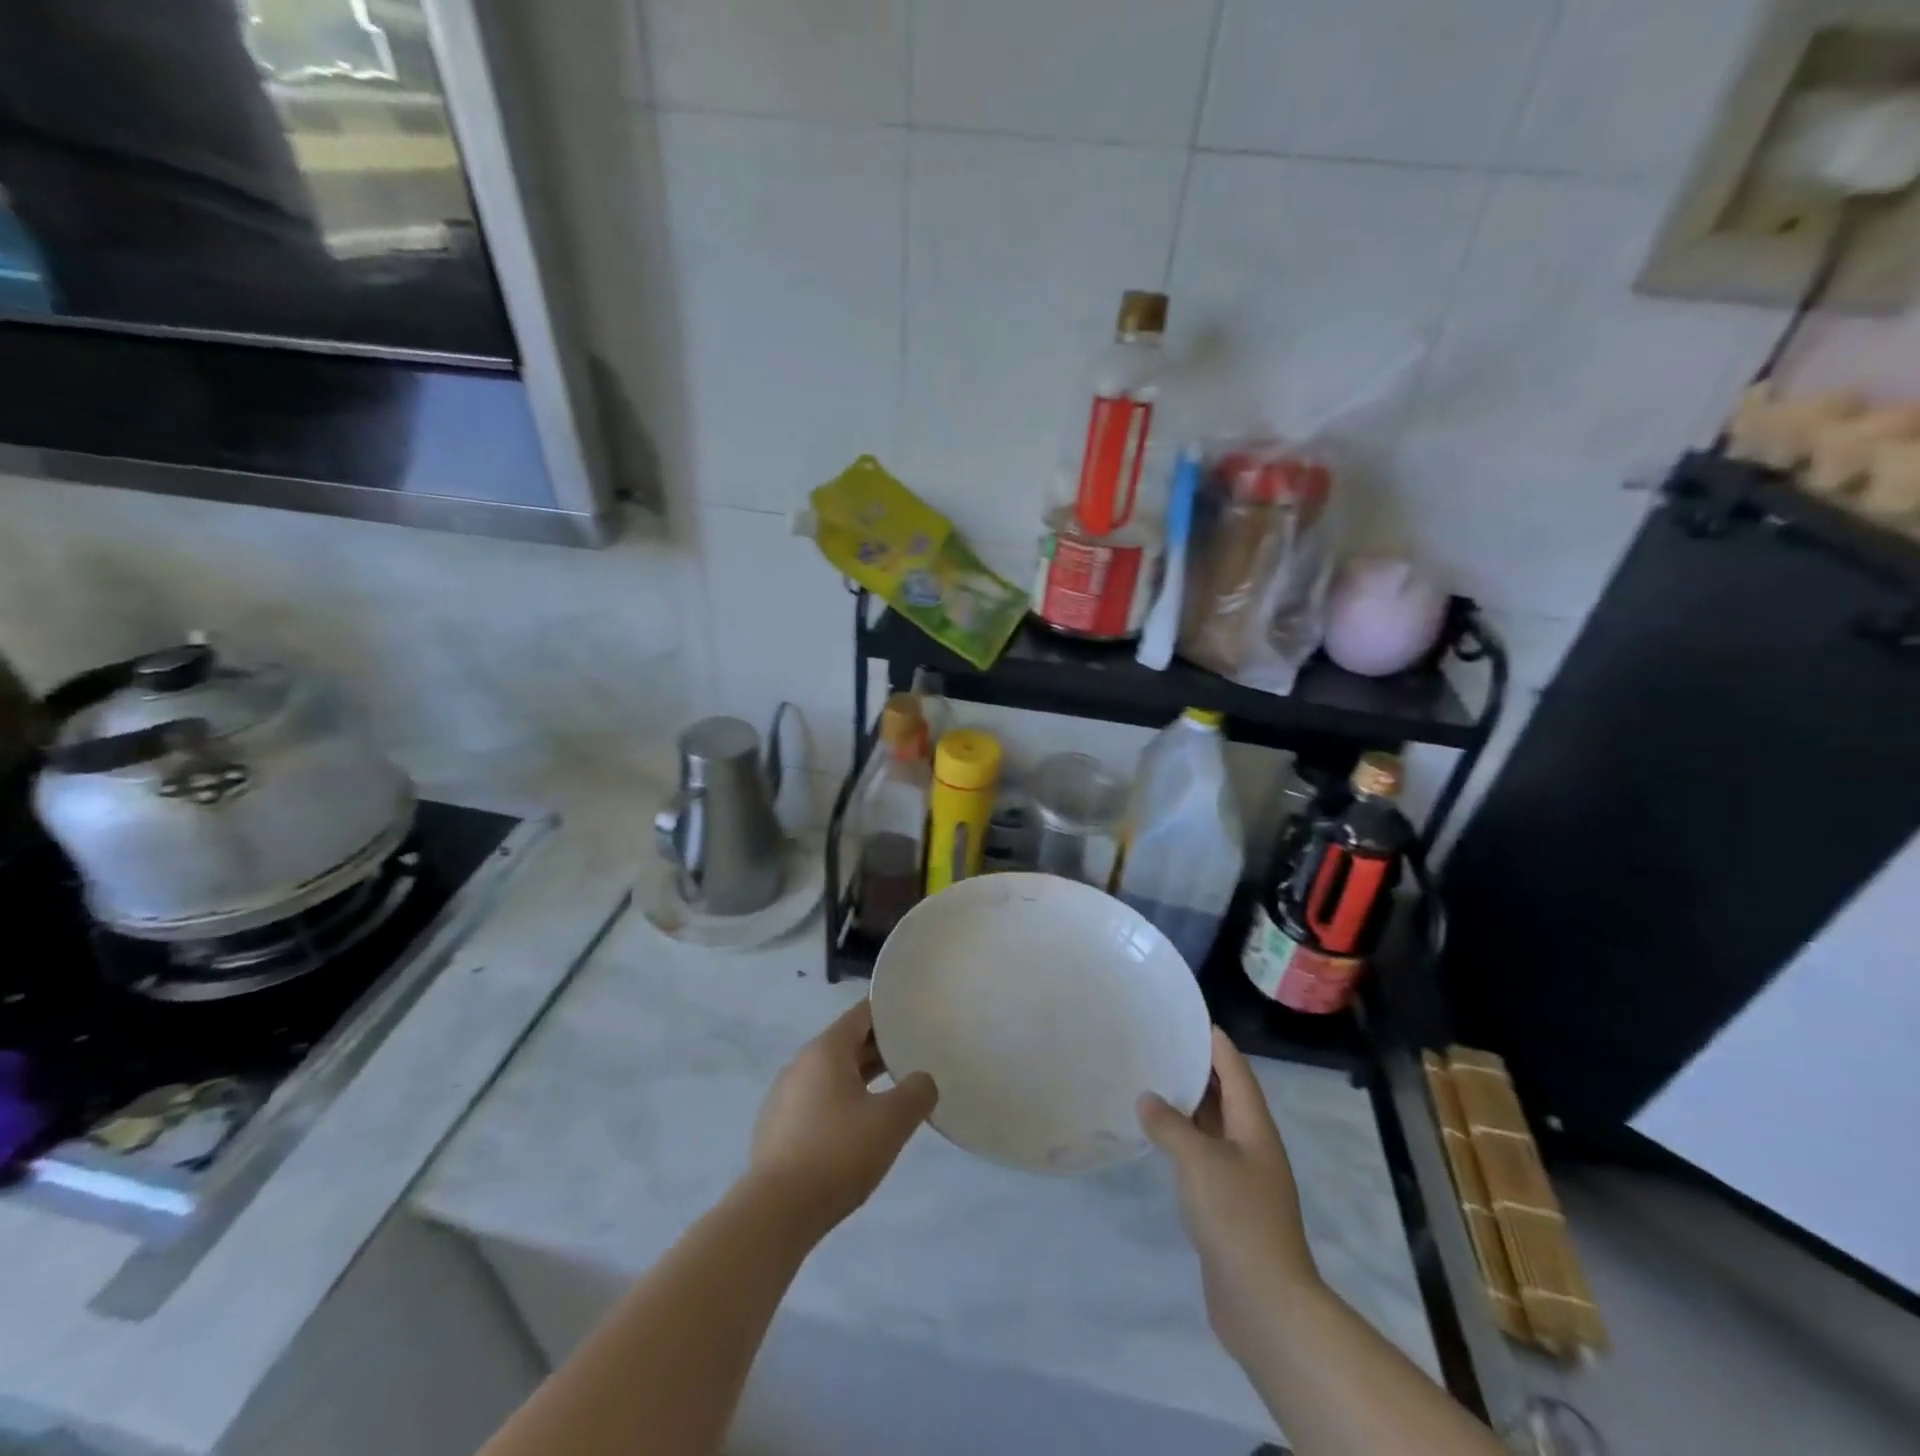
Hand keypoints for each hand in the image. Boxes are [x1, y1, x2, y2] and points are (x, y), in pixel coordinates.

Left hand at [750, 1000, 937, 1237]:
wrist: (775, 1213)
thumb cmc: (838, 1153)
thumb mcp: (892, 1121)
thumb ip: (916, 1092)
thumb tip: (923, 1080)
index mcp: (825, 1050)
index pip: (861, 1014)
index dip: (890, 1013)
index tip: (915, 1017)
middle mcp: (800, 1064)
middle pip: (846, 1044)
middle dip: (879, 1048)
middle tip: (914, 1055)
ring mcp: (783, 1097)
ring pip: (831, 1075)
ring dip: (861, 1079)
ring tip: (892, 1093)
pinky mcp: (776, 1130)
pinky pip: (816, 1102)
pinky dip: (840, 1104)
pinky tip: (858, 1130)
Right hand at [1138, 1028, 1321, 1361]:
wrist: (1264, 1304)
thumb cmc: (1237, 1218)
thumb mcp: (1199, 1161)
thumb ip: (1170, 1125)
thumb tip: (1147, 1098)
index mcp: (1255, 1127)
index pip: (1235, 1071)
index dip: (1215, 1042)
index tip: (1187, 1017)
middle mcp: (1252, 1146)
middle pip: (1225, 1096)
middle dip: (1196, 1069)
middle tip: (1158, 1044)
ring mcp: (1241, 1177)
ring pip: (1211, 1127)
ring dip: (1186, 1106)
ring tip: (1149, 1081)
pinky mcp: (1226, 1205)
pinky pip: (1201, 1157)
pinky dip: (1181, 1140)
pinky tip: (1155, 1136)